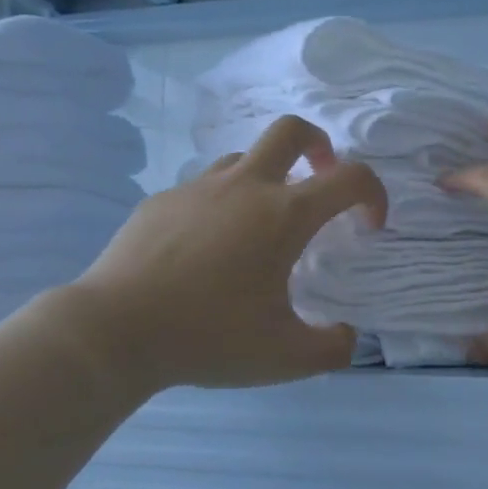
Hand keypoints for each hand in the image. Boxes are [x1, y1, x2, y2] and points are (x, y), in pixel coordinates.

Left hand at [66, 115, 385, 391]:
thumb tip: (347, 336)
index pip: (350, 178)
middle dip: (320, 146)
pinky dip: (221, 206)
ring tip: (261, 225)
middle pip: (292, 131)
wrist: (114, 331)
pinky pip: (203, 189)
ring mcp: (197, 189)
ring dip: (267, 178)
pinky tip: (206, 251)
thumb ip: (332, 347)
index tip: (368, 226)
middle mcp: (244, 187)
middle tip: (320, 180)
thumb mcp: (285, 357)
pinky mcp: (161, 202)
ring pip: (244, 158)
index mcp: (283, 215)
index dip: (373, 194)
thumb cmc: (208, 337)